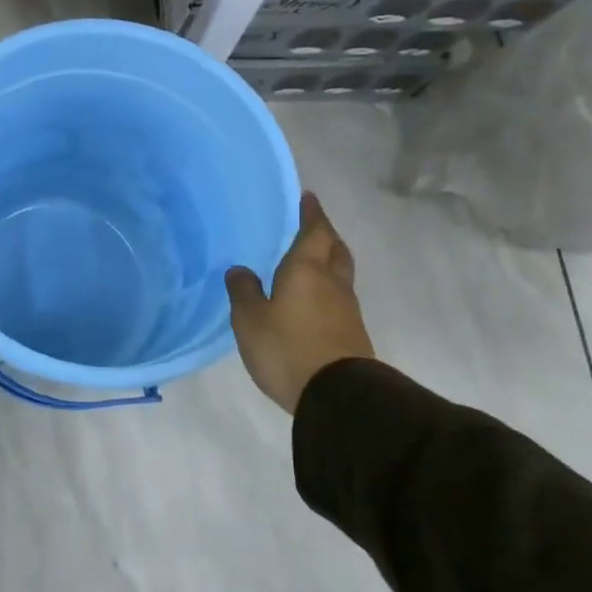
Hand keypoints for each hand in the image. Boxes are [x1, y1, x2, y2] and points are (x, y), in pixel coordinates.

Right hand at [226, 193, 374, 415]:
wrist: (337, 394)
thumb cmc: (287, 347)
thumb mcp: (250, 319)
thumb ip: (243, 291)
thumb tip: (240, 270)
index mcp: (307, 269)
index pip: (314, 230)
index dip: (311, 213)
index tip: (307, 197)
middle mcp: (331, 282)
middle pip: (335, 248)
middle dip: (325, 234)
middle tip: (311, 226)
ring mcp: (346, 308)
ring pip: (339, 273)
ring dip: (328, 261)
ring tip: (308, 261)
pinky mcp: (351, 332)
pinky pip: (338, 297)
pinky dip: (326, 288)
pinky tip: (311, 299)